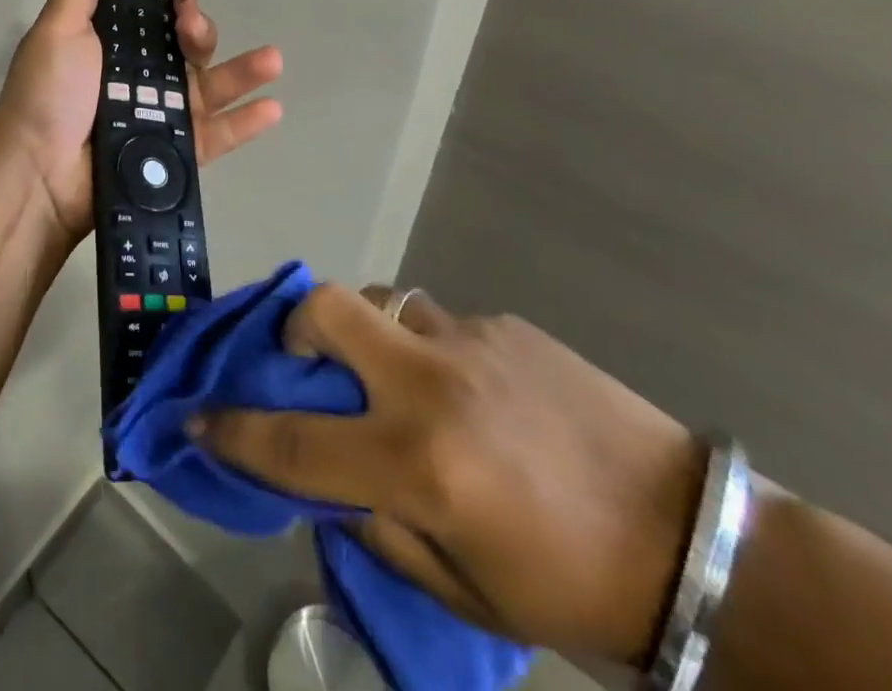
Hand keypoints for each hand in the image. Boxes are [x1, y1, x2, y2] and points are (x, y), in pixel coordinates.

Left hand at [0, 0, 283, 241]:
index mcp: (113, 50)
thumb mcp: (58, 28)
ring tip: (272, 60)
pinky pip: (214, 137)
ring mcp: (159, 119)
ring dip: (243, 73)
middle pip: (187, 52)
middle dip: (201, 35)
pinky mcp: (173, 156)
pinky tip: (272, 108)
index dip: (175, 9)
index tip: (183, 2)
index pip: (156, 22)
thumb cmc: (48, 94)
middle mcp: (139, 81)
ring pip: (209, 90)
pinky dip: (244, 124)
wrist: (38, 172)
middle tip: (194, 32)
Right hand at [195, 283, 702, 665]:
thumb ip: (380, 526)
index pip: (295, 441)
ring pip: (382, 304)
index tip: (197, 416)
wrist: (693, 540)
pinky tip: (470, 392)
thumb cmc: (572, 588)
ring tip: (397, 381)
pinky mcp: (504, 323)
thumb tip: (331, 480)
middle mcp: (431, 384)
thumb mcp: (463, 588)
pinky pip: (440, 322)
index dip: (235, 429)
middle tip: (305, 361)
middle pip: (328, 309)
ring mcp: (470, 341)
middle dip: (295, 326)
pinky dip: (430, 351)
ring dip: (369, 337)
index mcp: (419, 463)